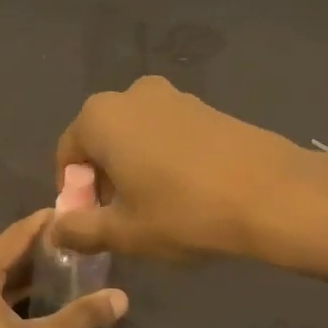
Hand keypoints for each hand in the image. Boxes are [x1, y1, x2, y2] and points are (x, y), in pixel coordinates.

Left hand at [0, 208, 127, 327]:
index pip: (16, 235)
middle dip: (42, 255)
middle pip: (3, 259)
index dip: (48, 224)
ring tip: (70, 275)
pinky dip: (9, 303)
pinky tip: (40, 308)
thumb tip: (120, 297)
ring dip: (27, 282)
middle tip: (84, 247)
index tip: (79, 213)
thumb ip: (86, 315)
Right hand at [52, 75, 318, 260]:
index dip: (74, 192)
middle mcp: (131, 94)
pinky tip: (187, 191)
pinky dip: (164, 158)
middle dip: (104, 178)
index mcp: (100, 117)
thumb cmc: (184, 212)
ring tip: (156, 207)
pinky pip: (167, 133)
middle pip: (101, 140)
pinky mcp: (205, 106)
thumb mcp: (124, 232)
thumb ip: (80, 230)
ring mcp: (173, 96)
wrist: (272, 193)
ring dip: (134, 168)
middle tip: (122, 217)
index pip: (68, 154)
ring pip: (135, 136)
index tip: (92, 222)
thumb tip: (55, 230)